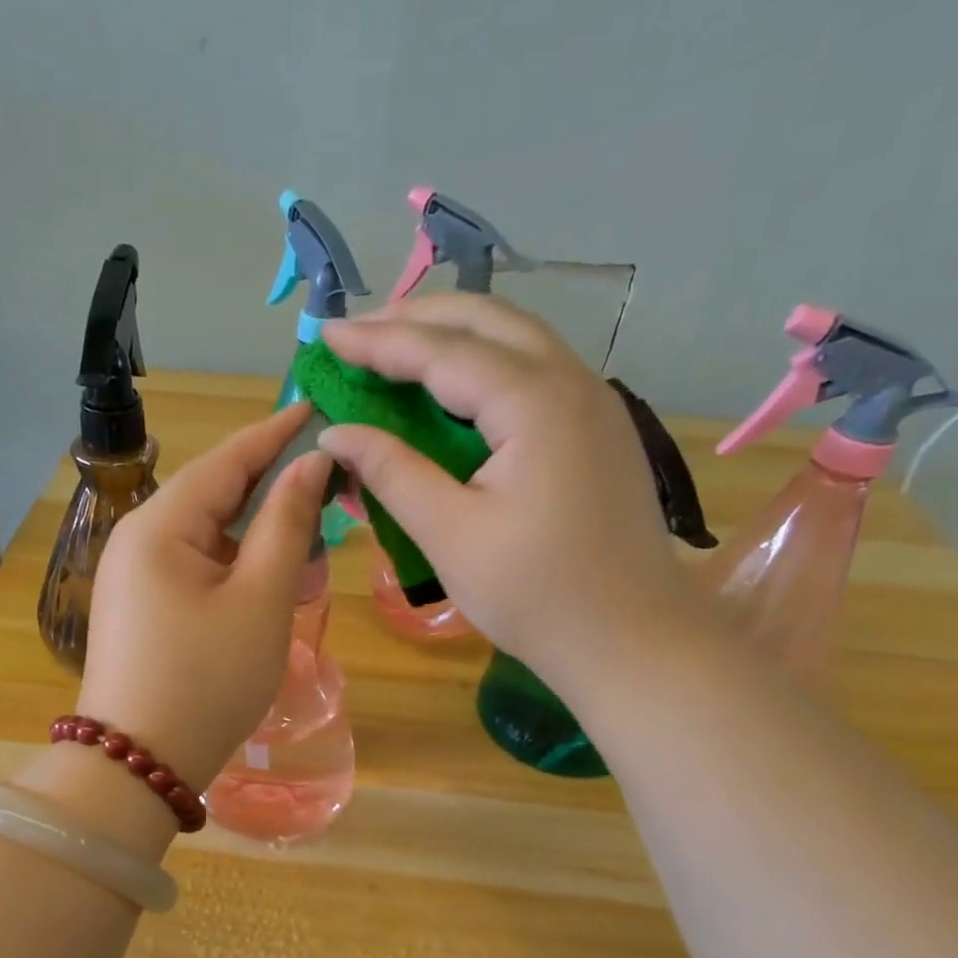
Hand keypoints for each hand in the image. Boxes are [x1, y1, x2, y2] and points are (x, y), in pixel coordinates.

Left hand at [79, 402, 331, 791]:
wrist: (139, 766)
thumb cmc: (207, 681)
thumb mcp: (260, 600)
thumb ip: (287, 524)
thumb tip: (310, 465)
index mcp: (160, 525)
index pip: (227, 459)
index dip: (276, 433)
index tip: (318, 406)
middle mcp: (138, 540)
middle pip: (216, 496)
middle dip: (274, 493)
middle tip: (331, 491)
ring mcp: (134, 578)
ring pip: (209, 538)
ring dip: (260, 540)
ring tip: (311, 551)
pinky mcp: (141, 610)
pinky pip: (196, 571)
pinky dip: (237, 572)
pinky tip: (271, 587)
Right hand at [319, 296, 701, 696]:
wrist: (631, 639)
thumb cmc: (536, 595)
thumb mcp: (450, 535)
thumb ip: (392, 473)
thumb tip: (336, 433)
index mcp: (535, 404)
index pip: (443, 351)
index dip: (379, 341)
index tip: (326, 336)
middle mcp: (572, 383)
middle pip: (487, 321)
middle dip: (417, 318)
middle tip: (358, 331)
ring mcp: (593, 402)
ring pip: (515, 339)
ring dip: (452, 334)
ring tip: (395, 346)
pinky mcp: (597, 429)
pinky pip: (533, 371)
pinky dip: (482, 364)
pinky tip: (452, 387)